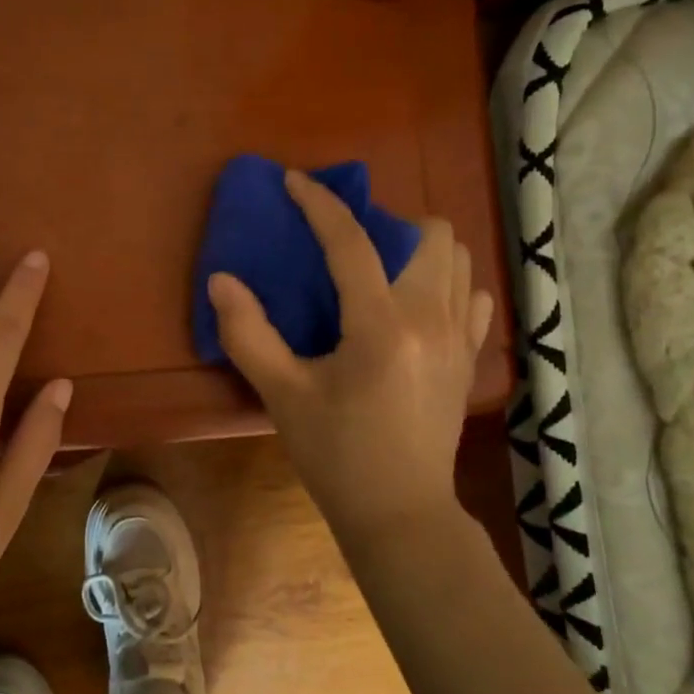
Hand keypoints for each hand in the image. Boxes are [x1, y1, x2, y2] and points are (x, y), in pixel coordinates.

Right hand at [206, 170, 495, 545]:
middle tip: (347, 247)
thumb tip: (221, 280)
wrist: (400, 512)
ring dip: (419, 250)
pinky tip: (415, 306)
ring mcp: (460, 337)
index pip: (351, 243)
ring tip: (381, 272)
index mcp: (381, 326)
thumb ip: (248, 334)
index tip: (294, 181)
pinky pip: (472, 296)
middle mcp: (431, 319)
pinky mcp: (470, 358)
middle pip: (429, 234)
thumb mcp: (283, 396)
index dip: (319, 204)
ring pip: (458, 259)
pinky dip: (447, 284)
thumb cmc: (336, 455)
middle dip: (386, 223)